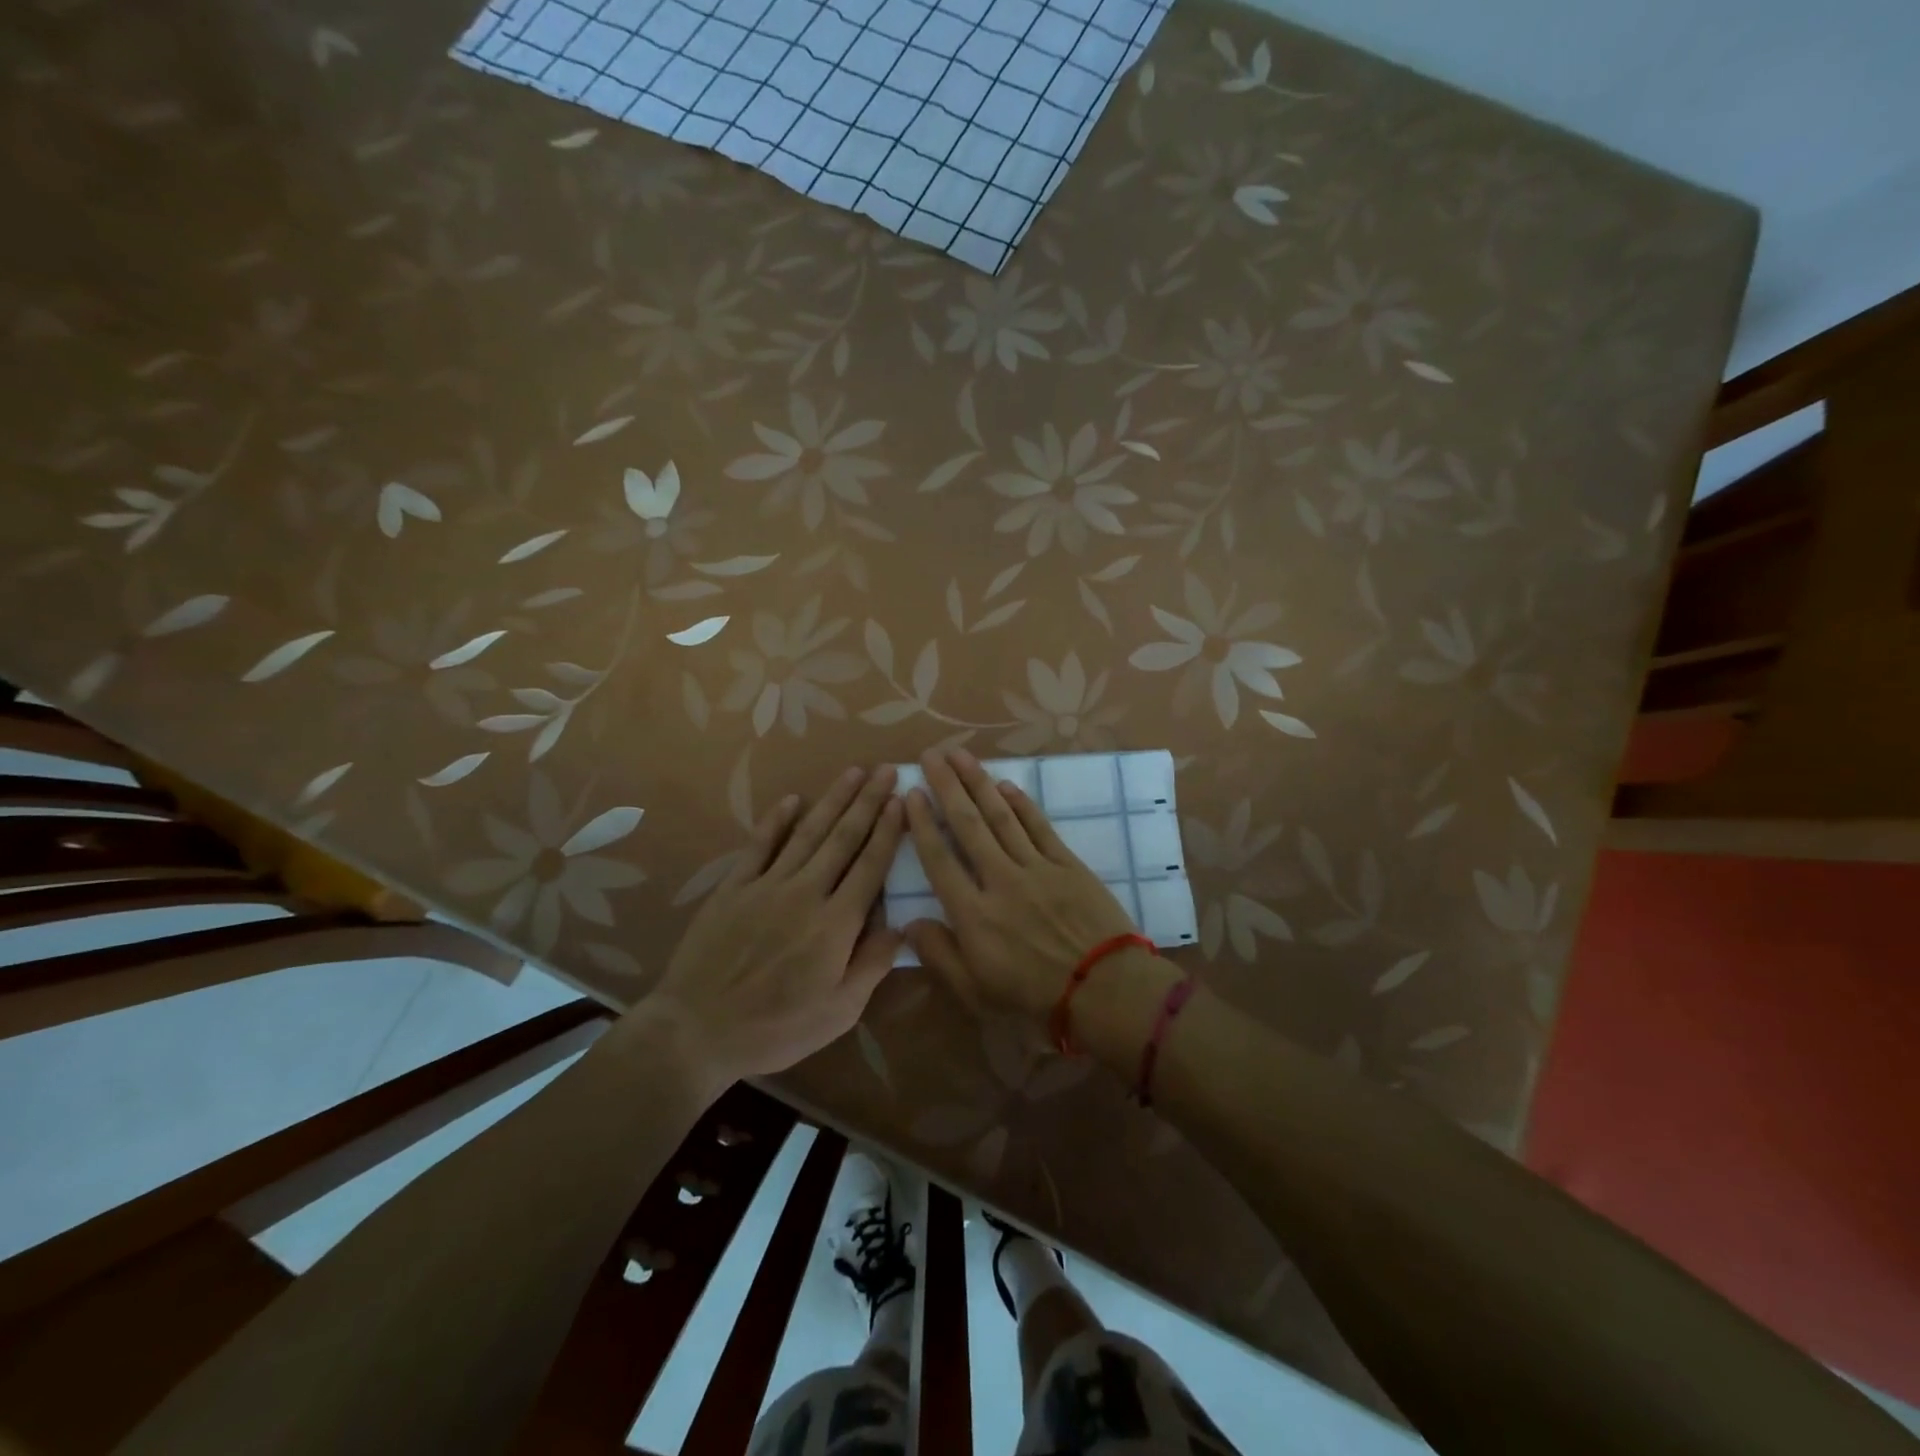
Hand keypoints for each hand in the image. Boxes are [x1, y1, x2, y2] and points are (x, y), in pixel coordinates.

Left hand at [650, 765, 903, 1081]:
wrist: (697, 1030)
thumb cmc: (776, 1028)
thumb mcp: (839, 1012)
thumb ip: (872, 965)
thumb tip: (902, 926)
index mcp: (836, 924)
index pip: (870, 866)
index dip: (888, 831)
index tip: (902, 800)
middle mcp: (806, 893)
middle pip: (843, 839)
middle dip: (868, 802)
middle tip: (886, 771)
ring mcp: (767, 886)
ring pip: (808, 834)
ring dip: (832, 801)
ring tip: (853, 773)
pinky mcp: (734, 888)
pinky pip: (759, 845)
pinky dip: (777, 820)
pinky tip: (792, 800)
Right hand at [902, 748, 1136, 1019]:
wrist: (1105, 990)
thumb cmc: (1035, 998)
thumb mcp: (977, 992)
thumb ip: (940, 956)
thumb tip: (910, 923)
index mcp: (973, 914)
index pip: (939, 860)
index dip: (922, 825)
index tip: (910, 794)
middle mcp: (999, 880)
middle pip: (967, 825)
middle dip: (946, 787)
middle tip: (930, 755)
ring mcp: (1036, 868)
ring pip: (1001, 817)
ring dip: (979, 783)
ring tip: (960, 756)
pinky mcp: (1067, 864)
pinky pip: (1039, 827)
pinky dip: (1021, 804)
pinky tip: (1006, 785)